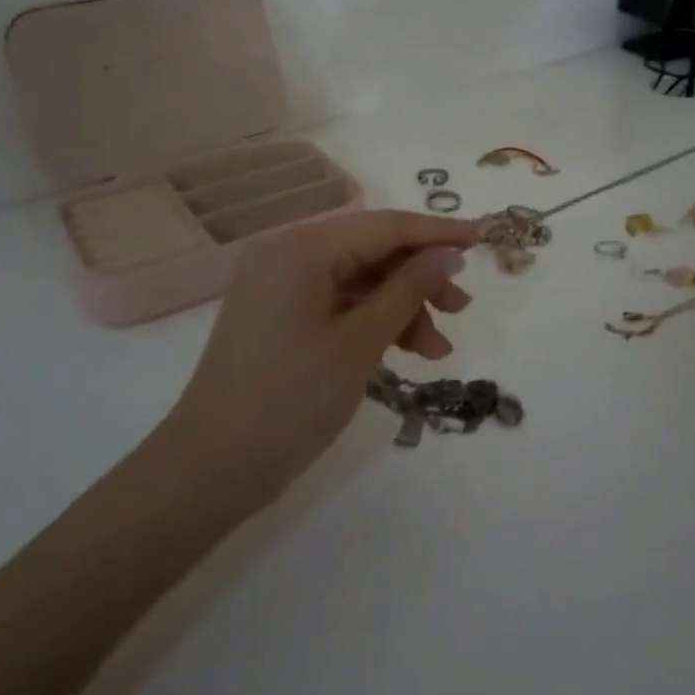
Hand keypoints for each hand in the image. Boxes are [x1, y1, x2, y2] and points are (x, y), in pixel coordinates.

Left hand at [166, 210, 476, 496]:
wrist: (211, 468)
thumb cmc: (291, 400)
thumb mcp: (361, 342)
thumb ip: (408, 290)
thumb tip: (449, 255)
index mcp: (301, 248)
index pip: (384, 226)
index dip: (437, 233)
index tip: (483, 238)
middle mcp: (287, 254)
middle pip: (371, 251)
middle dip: (419, 279)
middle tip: (462, 309)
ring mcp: (279, 285)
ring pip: (359, 280)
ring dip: (401, 307)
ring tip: (437, 350)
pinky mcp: (279, 314)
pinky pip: (338, 303)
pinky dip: (372, 322)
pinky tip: (403, 350)